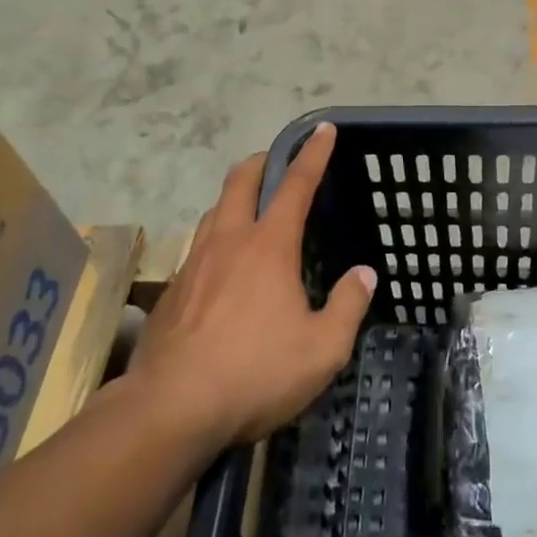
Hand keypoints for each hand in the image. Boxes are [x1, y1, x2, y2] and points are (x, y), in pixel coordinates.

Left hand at [134, 123, 374, 449]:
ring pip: (214, 209)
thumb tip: (364, 274)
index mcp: (269, 246)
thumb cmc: (256, 373)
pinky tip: (224, 268)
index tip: (323, 129)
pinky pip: (199, 245)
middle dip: (263, 161)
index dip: (313, 154)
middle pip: (241, 180)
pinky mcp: (172, 288)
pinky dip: (217, 237)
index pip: (296, 184)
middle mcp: (229, 240)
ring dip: (235, 197)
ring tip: (251, 211)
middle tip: (279, 163)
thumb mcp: (322, 349)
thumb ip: (348, 305)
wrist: (172, 406)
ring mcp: (195, 261)